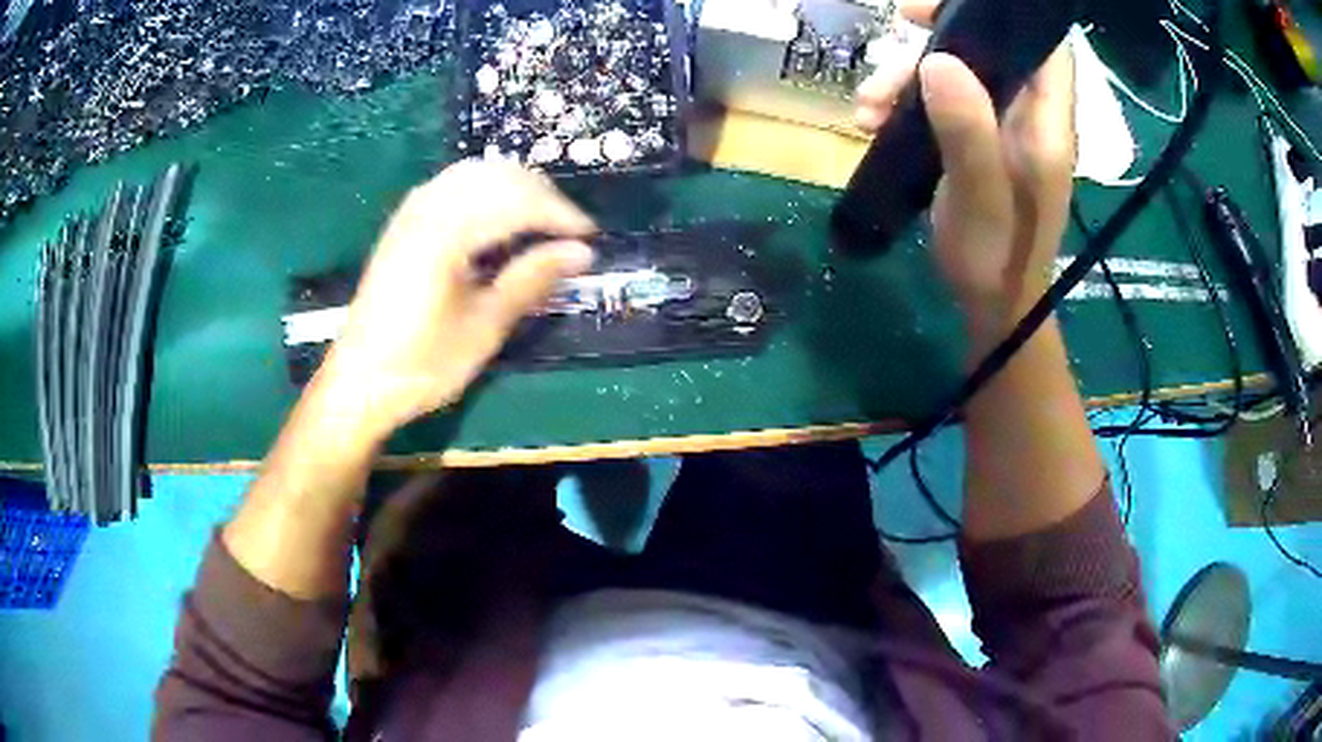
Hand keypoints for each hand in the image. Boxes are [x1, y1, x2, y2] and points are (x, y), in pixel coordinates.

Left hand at [318, 160, 595, 440]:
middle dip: (542, 196)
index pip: (517, 201)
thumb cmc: (422, 365)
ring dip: (516, 189)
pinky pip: (454, 185)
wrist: (358, 382)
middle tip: (571, 233)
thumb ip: (531, 280)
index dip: (560, 214)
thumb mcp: (483, 329)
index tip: (591, 238)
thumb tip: (582, 253)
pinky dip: (487, 192)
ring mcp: (411, 211)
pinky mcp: (404, 223)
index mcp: (445, 233)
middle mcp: (427, 208)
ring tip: (542, 223)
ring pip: (476, 174)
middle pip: (498, 176)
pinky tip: (498, 218)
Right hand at [855, 0, 1075, 335]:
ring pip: (959, 76)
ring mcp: (1004, 129)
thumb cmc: (995, 259)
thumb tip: (938, 61)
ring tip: (867, 110)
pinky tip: (875, 124)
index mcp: (1045, 123)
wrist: (994, 308)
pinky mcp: (981, 144)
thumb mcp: (979, 199)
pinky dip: (908, 104)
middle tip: (889, 46)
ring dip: (907, 80)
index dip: (1001, 17)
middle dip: (935, 43)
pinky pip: (945, 103)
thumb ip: (968, 132)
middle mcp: (1029, 117)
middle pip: (989, 51)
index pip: (1043, 45)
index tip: (943, 11)